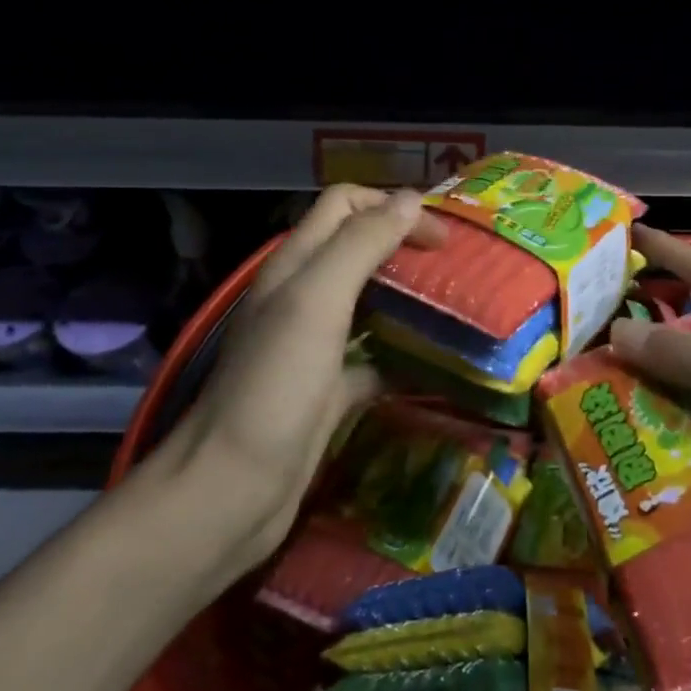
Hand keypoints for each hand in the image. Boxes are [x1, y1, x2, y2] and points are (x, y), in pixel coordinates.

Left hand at [140, 185, 444, 569]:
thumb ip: (360, 244)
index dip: (392, 206)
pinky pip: (375, 355)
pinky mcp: (329, 388)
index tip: (441, 237)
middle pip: (359, 247)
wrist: (233, 491)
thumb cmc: (276, 387)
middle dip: (405, 245)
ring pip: (369, 300)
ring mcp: (314, 344)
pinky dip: (404, 351)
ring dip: (409, 294)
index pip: (345, 204)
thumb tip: (410, 199)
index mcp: (295, 264)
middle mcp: (302, 296)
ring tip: (456, 305)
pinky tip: (437, 363)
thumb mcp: (316, 301)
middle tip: (457, 266)